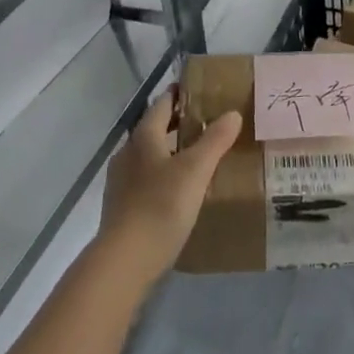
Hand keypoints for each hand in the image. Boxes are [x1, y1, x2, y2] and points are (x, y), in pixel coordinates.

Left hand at [100, 90, 241, 281]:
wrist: (123, 263)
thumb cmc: (160, 207)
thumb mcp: (195, 170)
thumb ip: (215, 140)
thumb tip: (232, 113)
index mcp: (143, 137)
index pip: (162, 104)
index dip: (179, 94)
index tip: (199, 90)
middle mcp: (127, 153)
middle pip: (154, 129)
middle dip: (177, 124)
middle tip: (207, 123)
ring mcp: (120, 182)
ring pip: (149, 156)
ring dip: (170, 151)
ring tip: (197, 158)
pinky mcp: (121, 208)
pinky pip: (145, 180)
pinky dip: (162, 176)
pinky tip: (178, 191)